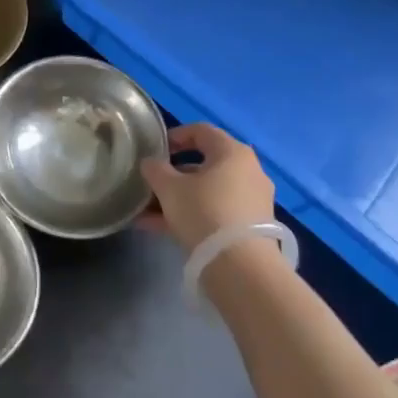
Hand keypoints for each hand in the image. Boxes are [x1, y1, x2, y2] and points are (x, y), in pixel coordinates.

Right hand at [137, 122, 275, 249]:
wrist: (241, 266)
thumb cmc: (204, 212)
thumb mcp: (170, 188)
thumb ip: (155, 170)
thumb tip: (150, 163)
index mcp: (232, 152)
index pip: (201, 131)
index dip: (175, 136)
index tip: (154, 150)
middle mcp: (248, 171)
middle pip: (204, 164)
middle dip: (172, 175)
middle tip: (150, 184)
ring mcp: (251, 200)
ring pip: (207, 192)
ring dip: (177, 199)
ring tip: (146, 213)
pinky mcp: (250, 227)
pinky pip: (214, 212)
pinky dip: (190, 215)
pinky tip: (160, 229)